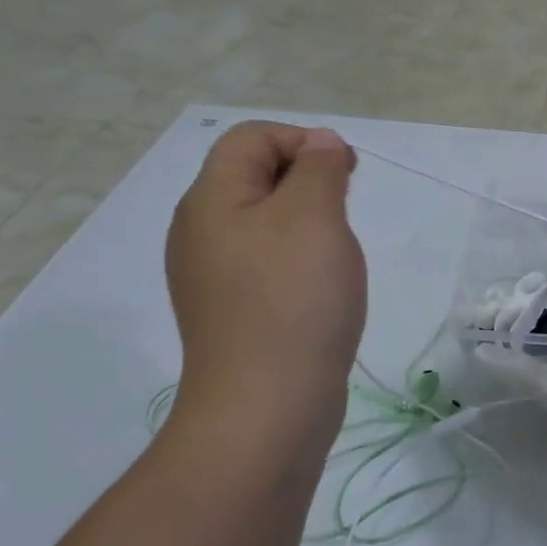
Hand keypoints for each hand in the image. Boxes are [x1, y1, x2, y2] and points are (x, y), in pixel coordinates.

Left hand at [165, 122, 365, 440]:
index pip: (251, 138)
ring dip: (306, 222)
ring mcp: (212, 277)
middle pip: (253, 177)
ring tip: (335, 253)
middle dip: (306, 180)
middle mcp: (200, 232)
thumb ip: (318, 168)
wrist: (267, 407)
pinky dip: (296, 260)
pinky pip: (264, 263)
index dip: (302, 141)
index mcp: (210, 200)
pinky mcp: (231, 312)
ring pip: (263, 222)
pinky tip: (319, 288)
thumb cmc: (293, 299)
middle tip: (344, 211)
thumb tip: (319, 142)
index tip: (346, 174)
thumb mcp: (314, 216)